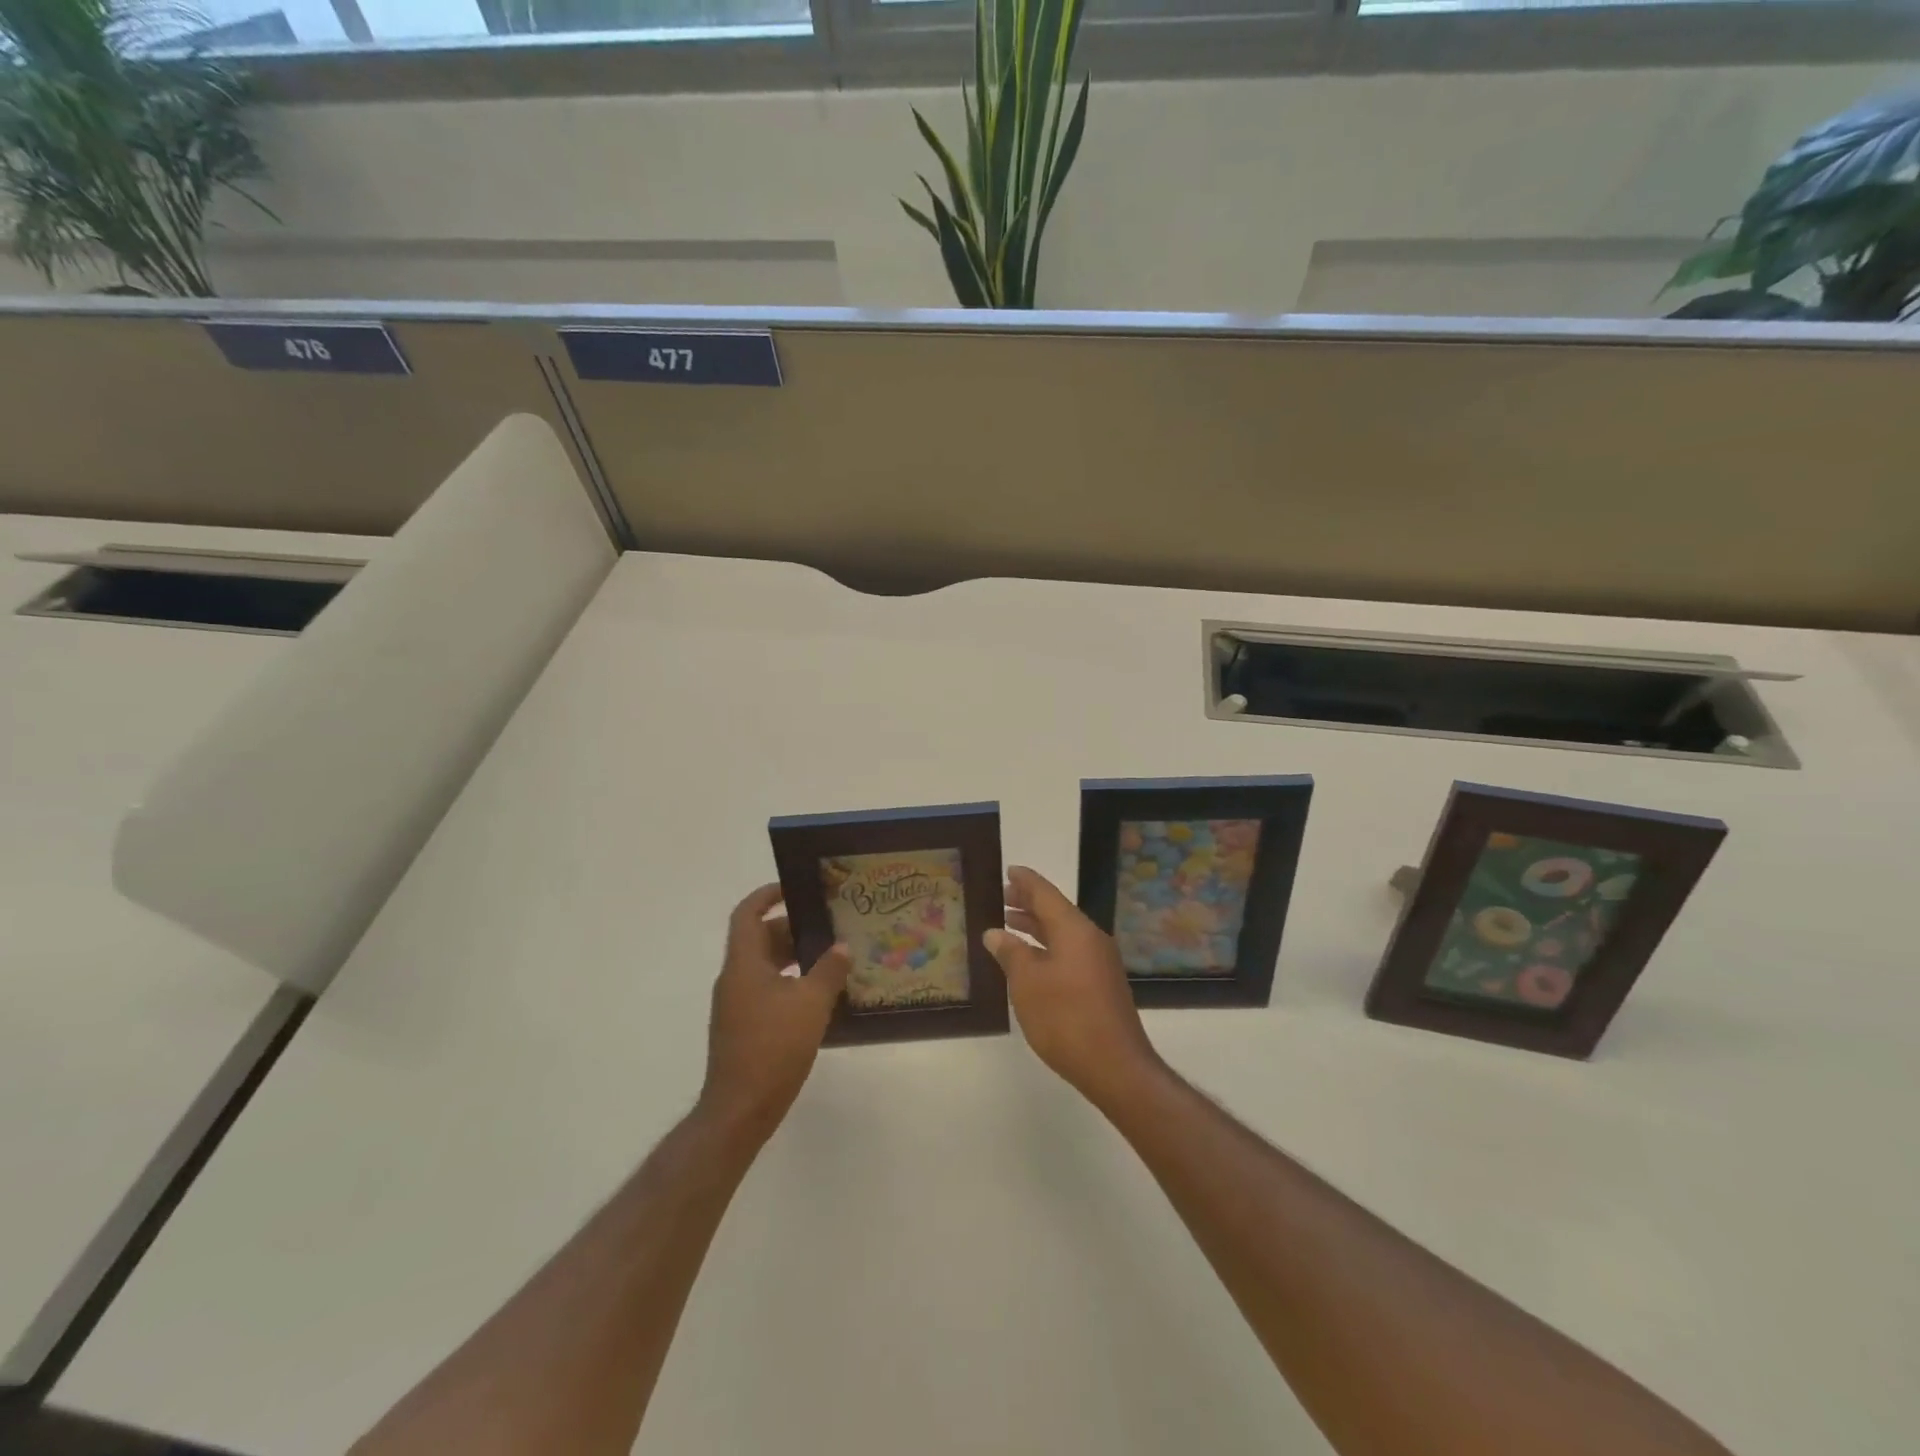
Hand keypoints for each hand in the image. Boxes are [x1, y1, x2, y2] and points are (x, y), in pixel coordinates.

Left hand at [699, 884, 851, 1144]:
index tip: (794, 888)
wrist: (740, 1109)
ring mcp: (736, 1006)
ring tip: (830, 957)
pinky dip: (789, 983)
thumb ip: (829, 971)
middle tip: (827, 925)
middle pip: (759, 940)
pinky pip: (766, 990)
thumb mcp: (811, 1004)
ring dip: (793, 958)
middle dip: (792, 929)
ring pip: (764, 967)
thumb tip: (842, 946)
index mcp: (744, 964)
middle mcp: (735, 979)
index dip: (767, 895)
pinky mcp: (743, 1028)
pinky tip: (817, 996)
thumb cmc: (773, 1047)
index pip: (747, 915)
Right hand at [985, 865, 1164, 1110]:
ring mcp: (1099, 962)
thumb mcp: (1028, 983)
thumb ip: (1011, 953)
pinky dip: (1047, 947)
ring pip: (1063, 933)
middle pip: (1056, 911)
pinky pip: (1070, 951)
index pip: (1045, 893)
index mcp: (1074, 929)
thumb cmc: (1066, 1018)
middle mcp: (1090, 938)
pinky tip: (1030, 960)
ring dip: (1036, 927)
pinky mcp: (1101, 984)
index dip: (1025, 881)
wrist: (1116, 1067)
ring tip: (1009, 924)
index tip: (1008, 870)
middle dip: (1028, 903)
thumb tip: (995, 932)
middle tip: (1001, 896)